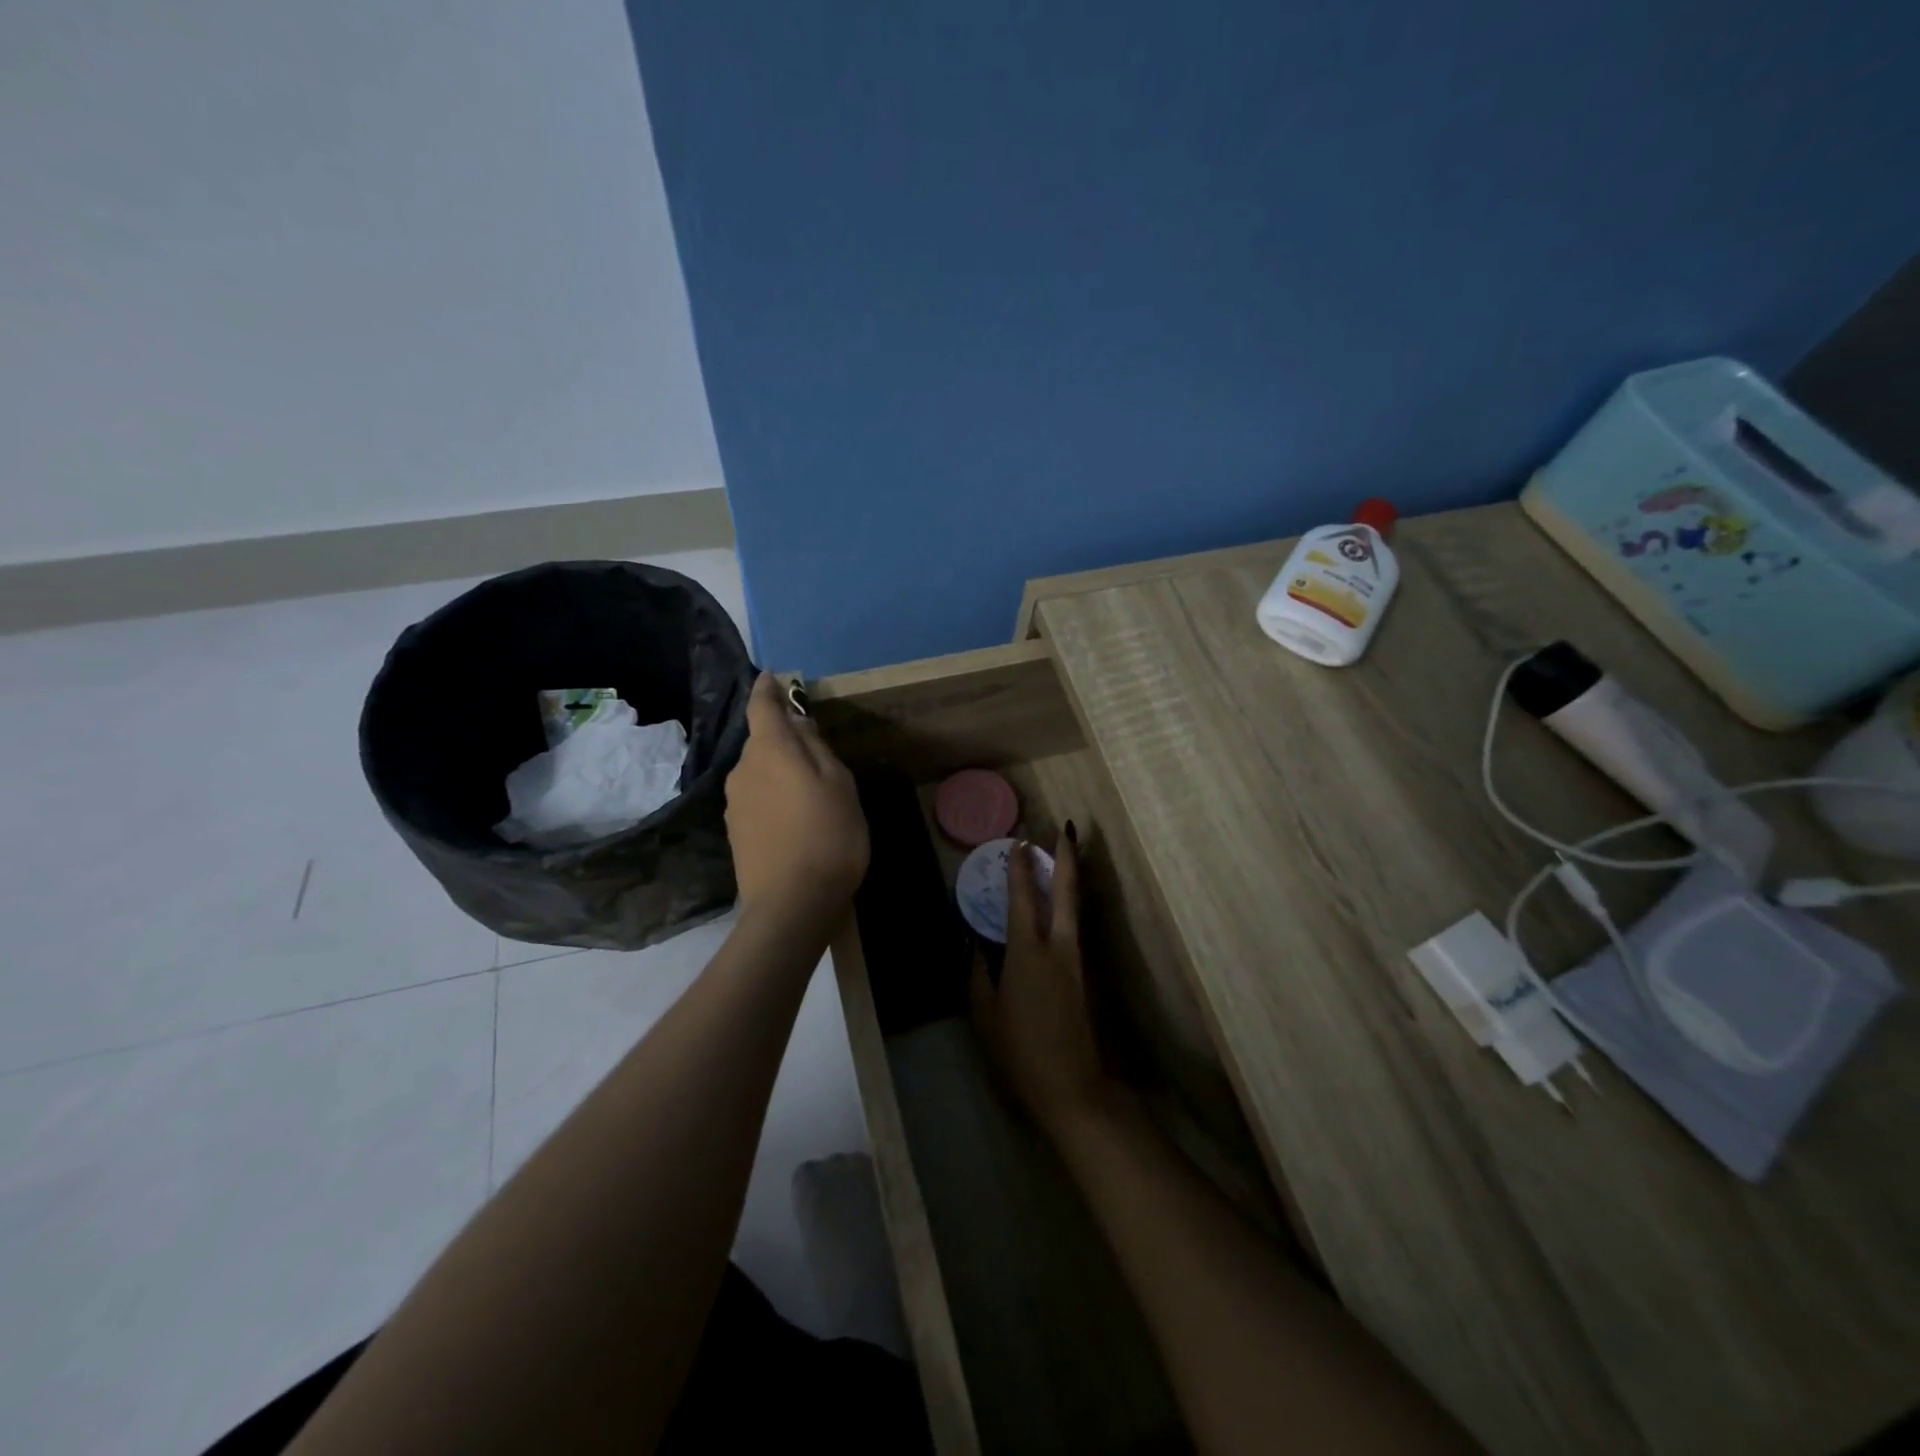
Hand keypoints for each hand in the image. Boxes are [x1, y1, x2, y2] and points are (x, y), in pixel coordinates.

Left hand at [724, 674, 868, 928]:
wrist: (791, 906)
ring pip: (759, 770)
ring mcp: (735, 803)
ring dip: (780, 770)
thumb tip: (797, 723)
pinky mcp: (736, 831)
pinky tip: (796, 817)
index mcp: (770, 751)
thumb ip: (816, 747)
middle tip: (817, 750)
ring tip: (811, 790)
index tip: (774, 677)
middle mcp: (743, 770)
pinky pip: (757, 797)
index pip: (761, 706)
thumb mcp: (838, 784)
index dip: (768, 689)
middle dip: (784, 737)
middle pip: (762, 740)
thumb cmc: (828, 836)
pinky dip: (774, 795)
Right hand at [971, 828, 1120, 1140]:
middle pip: (1066, 891)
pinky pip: (1074, 925)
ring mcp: (1076, 958)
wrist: (1071, 1084)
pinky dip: (1068, 903)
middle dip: (1065, 857)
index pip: (1023, 898)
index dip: (1020, 868)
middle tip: (1063, 830)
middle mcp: (1057, 946)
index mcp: (1027, 952)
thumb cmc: (1020, 1050)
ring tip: (1063, 855)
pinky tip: (1060, 902)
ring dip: (1070, 877)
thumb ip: (978, 973)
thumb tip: (973, 943)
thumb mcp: (985, 1012)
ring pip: (1075, 906)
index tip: (1019, 842)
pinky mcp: (1084, 972)